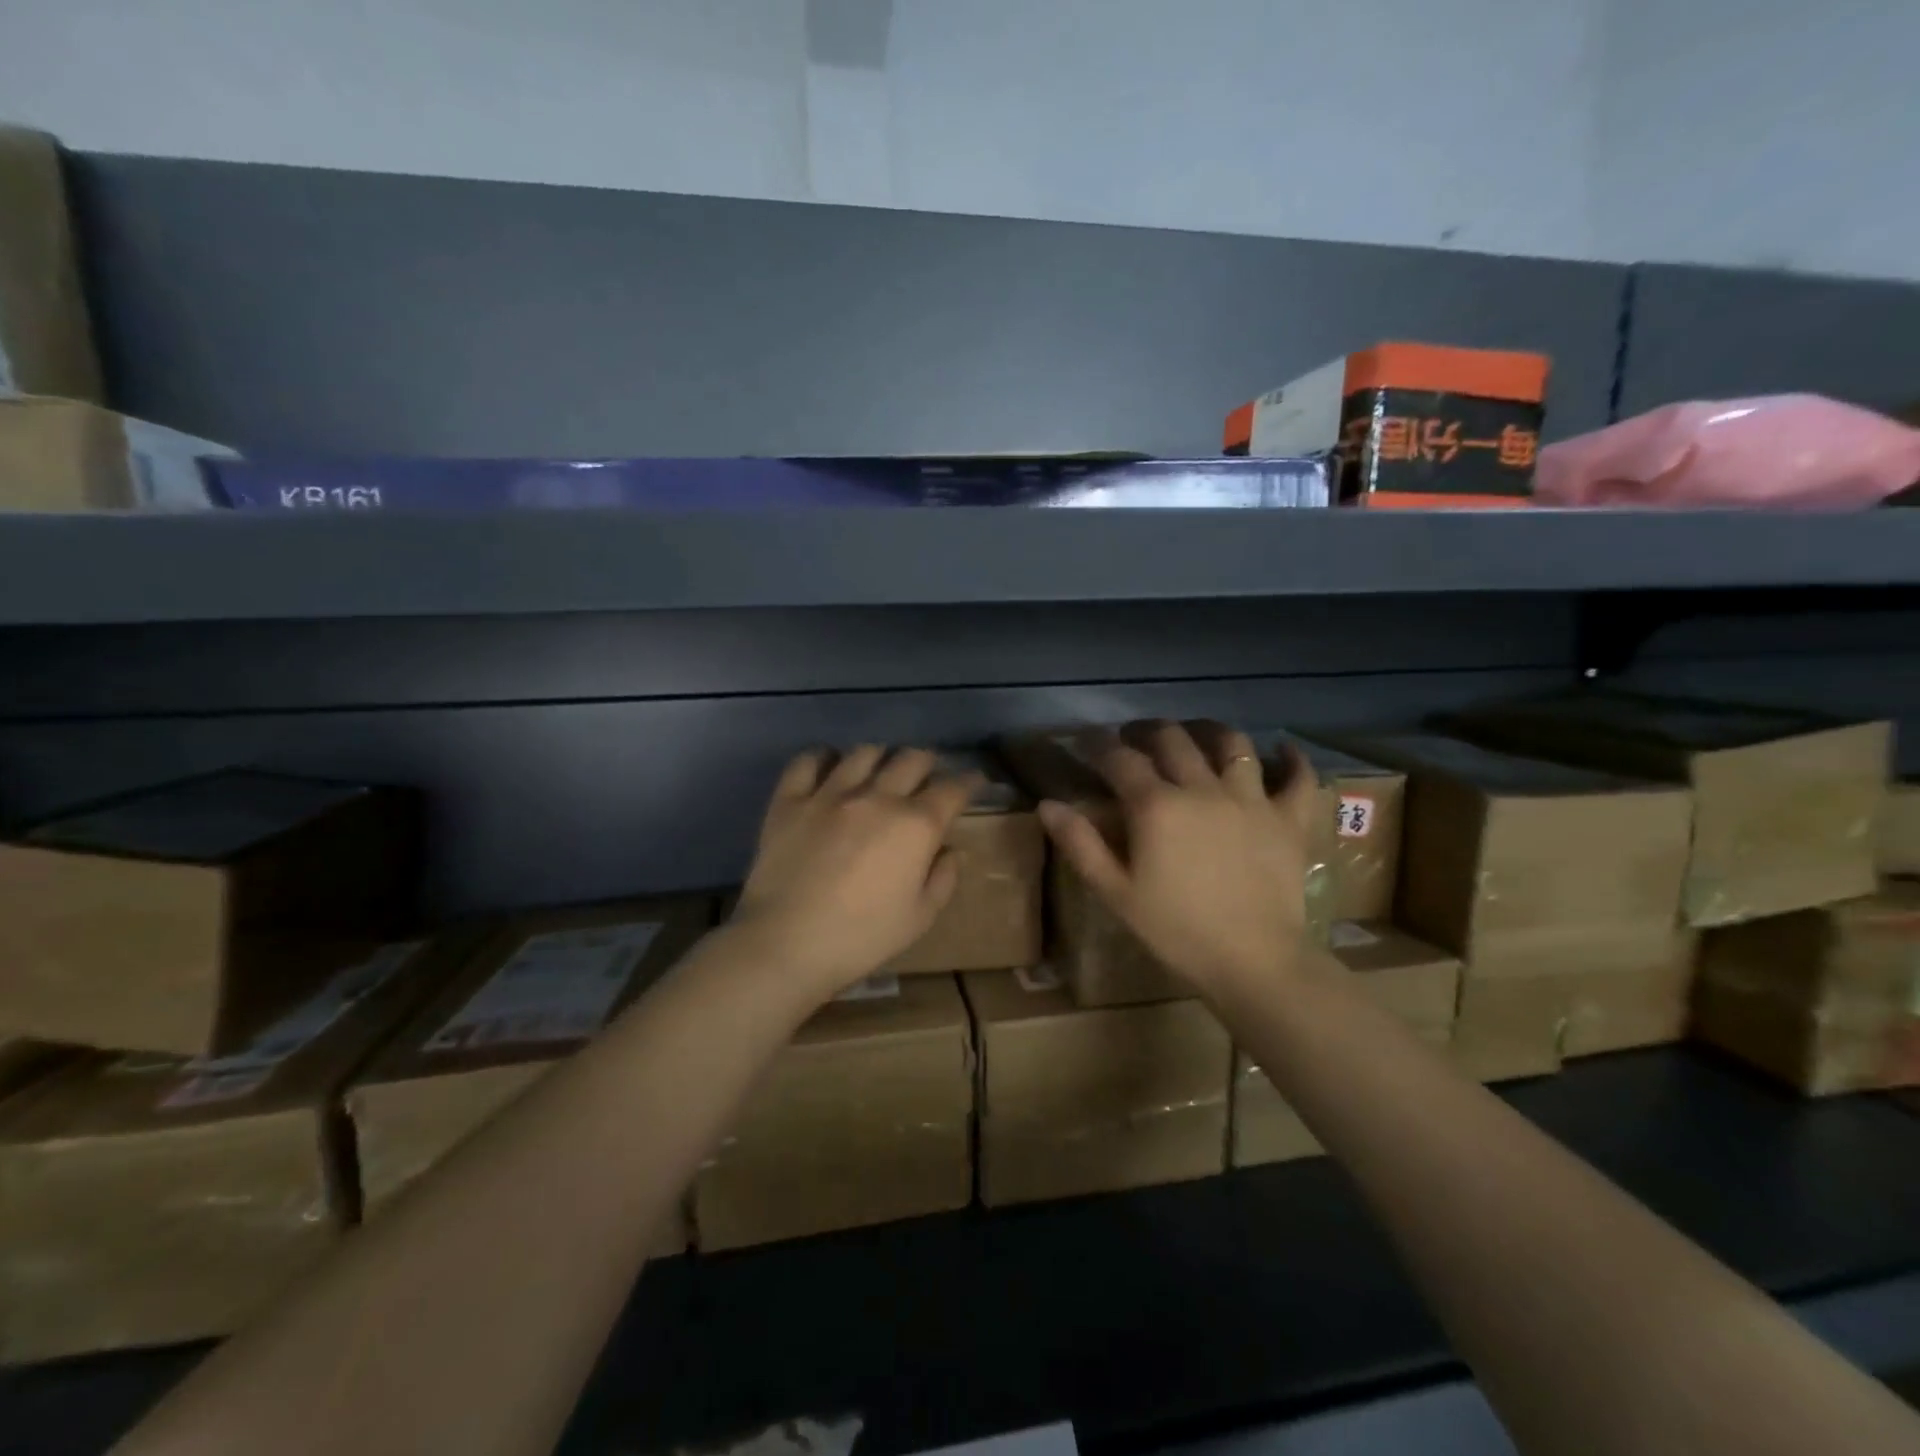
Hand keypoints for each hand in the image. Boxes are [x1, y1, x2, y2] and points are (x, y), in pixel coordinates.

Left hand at [730, 745, 980, 1001]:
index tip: (973, 782)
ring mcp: (830, 793)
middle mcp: (877, 797)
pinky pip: (809, 761)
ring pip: (865, 753)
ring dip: (881, 758)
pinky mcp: (791, 799)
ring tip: (879, 771)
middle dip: (928, 763)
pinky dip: (824, 758)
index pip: (953, 789)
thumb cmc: (862, 938)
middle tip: (927, 776)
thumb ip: (943, 879)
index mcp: (916, 826)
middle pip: (912, 759)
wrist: (786, 944)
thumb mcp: (919, 918)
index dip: (969, 782)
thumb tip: (949, 850)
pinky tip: (828, 767)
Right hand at [1037, 720, 1318, 1001]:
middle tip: (1135, 737)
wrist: (1254, 962)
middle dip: (1148, 730)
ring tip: (1197, 735)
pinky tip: (1283, 749)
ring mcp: (1251, 799)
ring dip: (1209, 731)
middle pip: (1173, 738)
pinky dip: (1292, 759)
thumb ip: (1080, 844)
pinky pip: (1298, 777)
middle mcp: (1202, 788)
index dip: (1099, 744)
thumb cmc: (1177, 931)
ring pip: (1232, 744)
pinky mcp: (1288, 818)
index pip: (1120, 759)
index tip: (1087, 741)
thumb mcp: (1116, 893)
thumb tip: (1047, 805)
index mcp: (1156, 806)